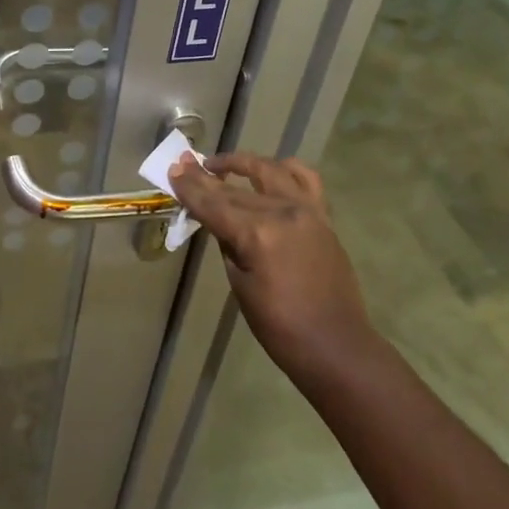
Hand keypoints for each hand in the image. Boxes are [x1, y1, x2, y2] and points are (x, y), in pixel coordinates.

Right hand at [170, 152, 379, 396]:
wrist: (335, 345)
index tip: (173, 169)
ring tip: (222, 164)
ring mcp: (306, 211)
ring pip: (269, 171)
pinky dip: (286, 169)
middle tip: (186, 163)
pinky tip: (272, 170)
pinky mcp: (323, 217)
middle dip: (206, 176)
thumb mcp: (240, 285)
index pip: (213, 204)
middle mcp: (282, 213)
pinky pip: (306, 179)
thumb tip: (217, 219)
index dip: (190, 188)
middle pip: (235, 189)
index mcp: (257, 235)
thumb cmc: (280, 326)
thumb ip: (228, 243)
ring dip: (243, 163)